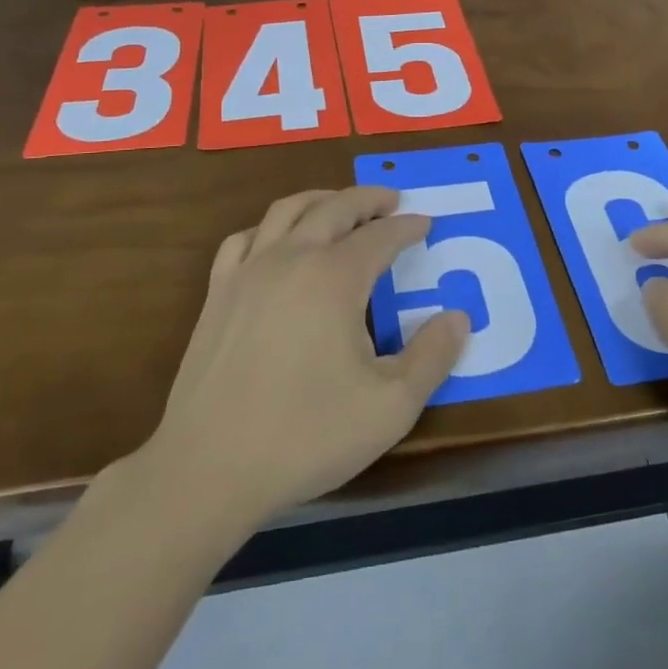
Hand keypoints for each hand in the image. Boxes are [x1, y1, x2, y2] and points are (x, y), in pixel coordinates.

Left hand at [143, 186, 469, 530]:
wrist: (209, 468)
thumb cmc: (306, 435)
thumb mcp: (390, 407)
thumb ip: (432, 357)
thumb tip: (458, 317)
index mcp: (335, 277)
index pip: (381, 236)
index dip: (407, 227)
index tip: (426, 223)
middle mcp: (291, 258)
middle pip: (334, 208)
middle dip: (368, 199)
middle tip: (391, 201)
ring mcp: (248, 271)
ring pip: (287, 211)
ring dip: (321, 200)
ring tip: (340, 205)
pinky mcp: (217, 293)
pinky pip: (244, 239)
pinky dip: (269, 228)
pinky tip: (276, 242)